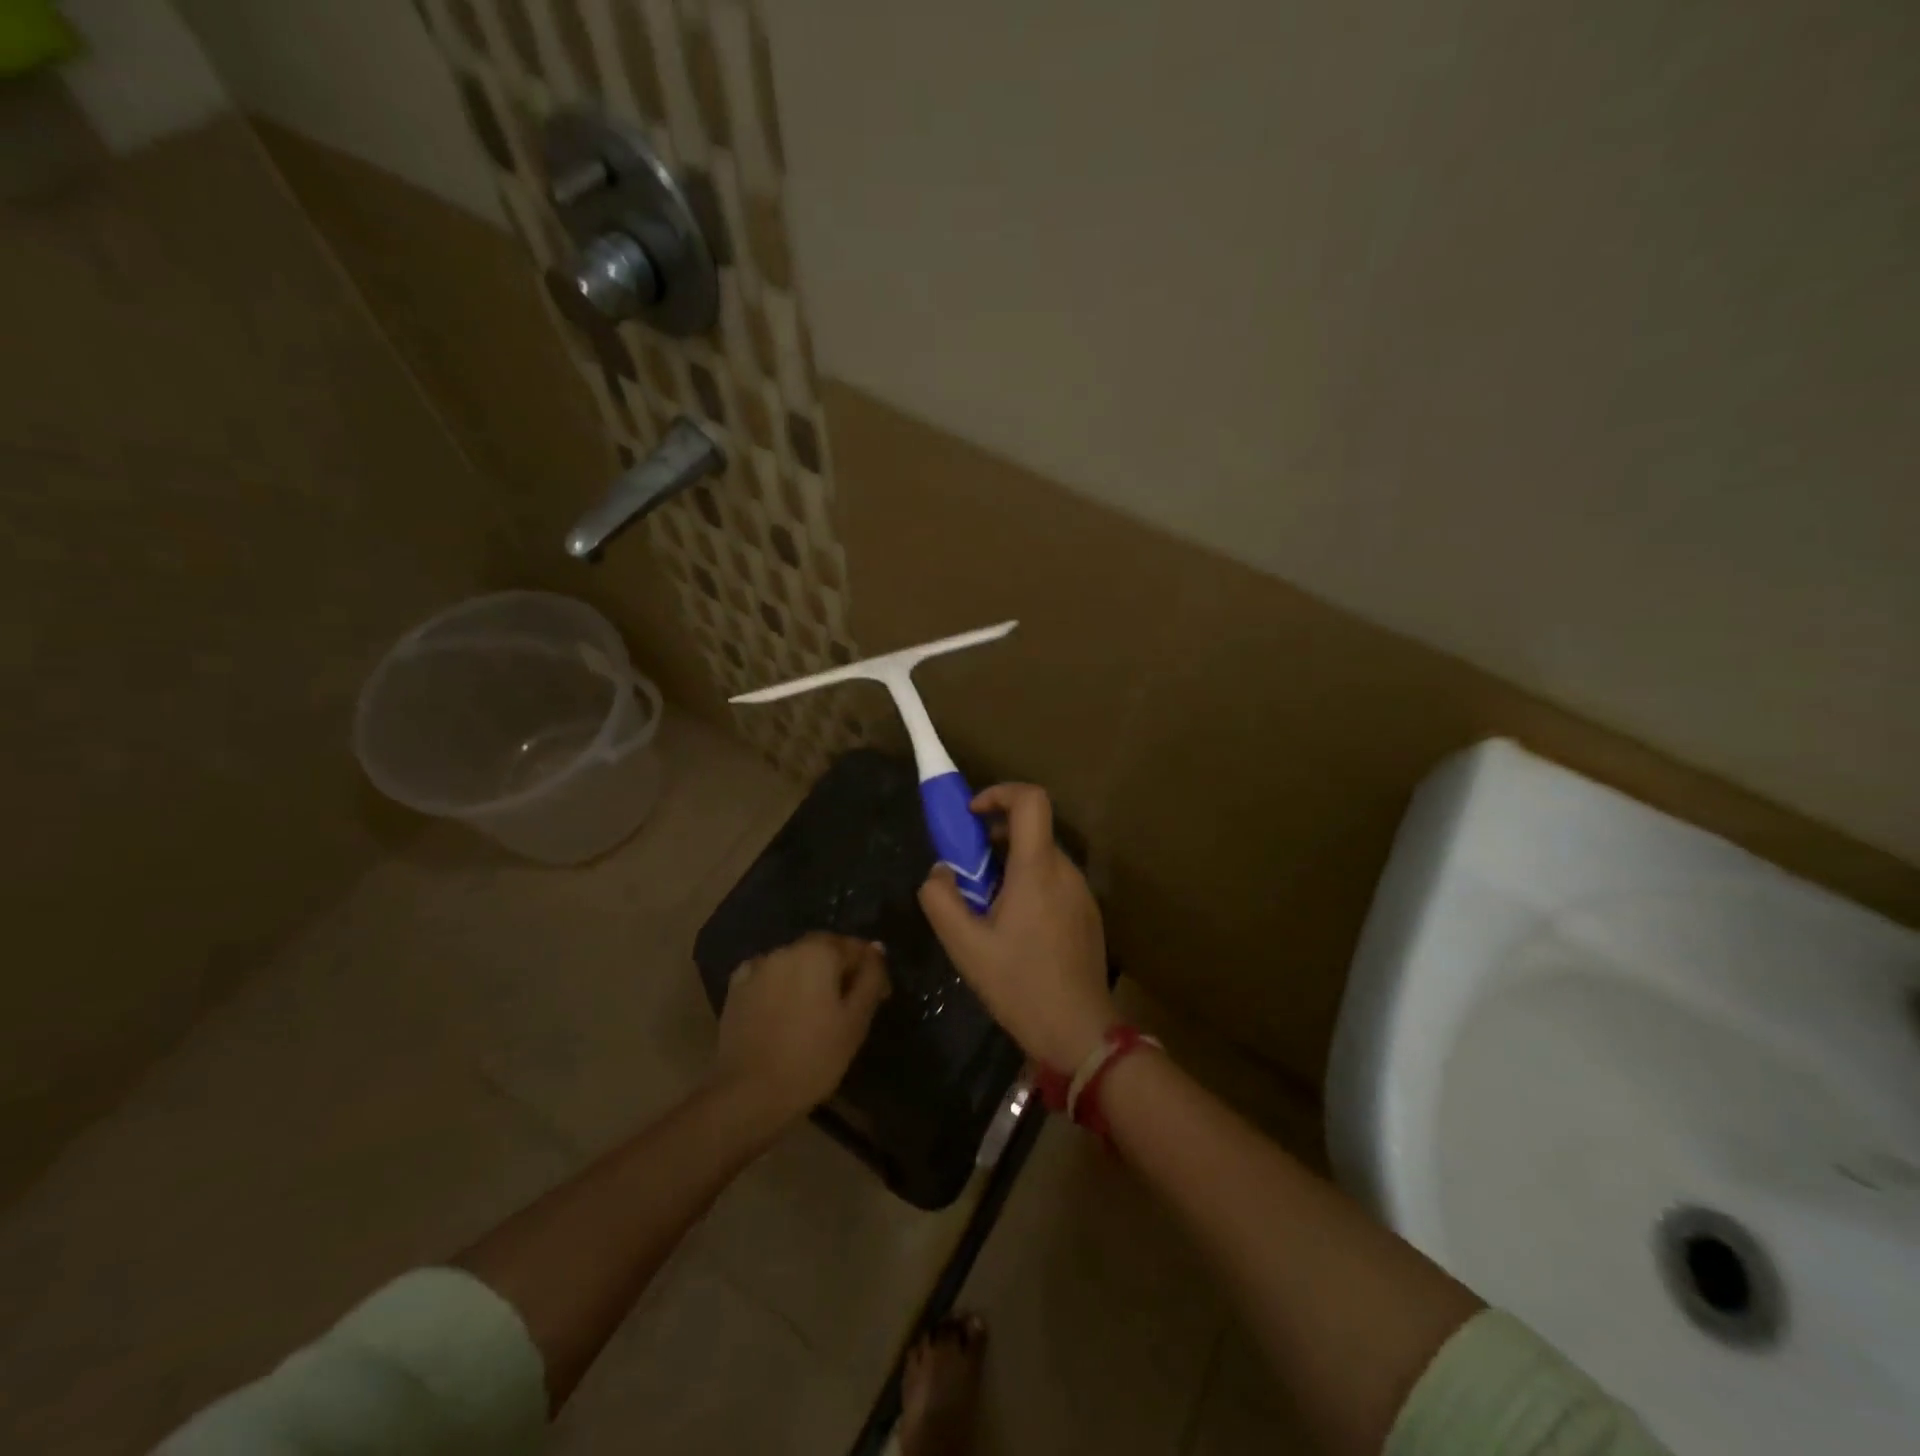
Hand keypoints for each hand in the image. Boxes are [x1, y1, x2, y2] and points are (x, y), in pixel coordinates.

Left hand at [710, 933, 888, 1127]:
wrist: (749, 1093)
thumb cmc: (813, 1057)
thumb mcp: (856, 1020)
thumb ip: (870, 979)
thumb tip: (876, 949)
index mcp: (819, 952)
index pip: (855, 948)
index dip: (870, 970)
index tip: (879, 998)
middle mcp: (787, 949)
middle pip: (823, 950)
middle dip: (839, 970)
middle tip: (849, 1004)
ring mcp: (757, 967)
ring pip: (794, 962)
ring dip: (809, 977)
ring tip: (816, 1010)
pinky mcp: (736, 989)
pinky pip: (767, 977)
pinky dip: (780, 986)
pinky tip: (783, 1010)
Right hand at [918, 784, 1116, 1070]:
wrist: (1078, 1032)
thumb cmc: (1019, 985)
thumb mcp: (965, 946)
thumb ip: (941, 899)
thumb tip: (941, 871)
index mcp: (1037, 869)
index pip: (1031, 800)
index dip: (999, 793)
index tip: (972, 814)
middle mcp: (1065, 870)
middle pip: (1032, 829)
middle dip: (994, 838)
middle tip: (967, 872)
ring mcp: (1081, 892)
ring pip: (1041, 857)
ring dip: (1010, 864)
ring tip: (987, 907)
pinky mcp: (1087, 913)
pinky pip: (1054, 881)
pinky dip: (1029, 884)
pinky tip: (1014, 929)